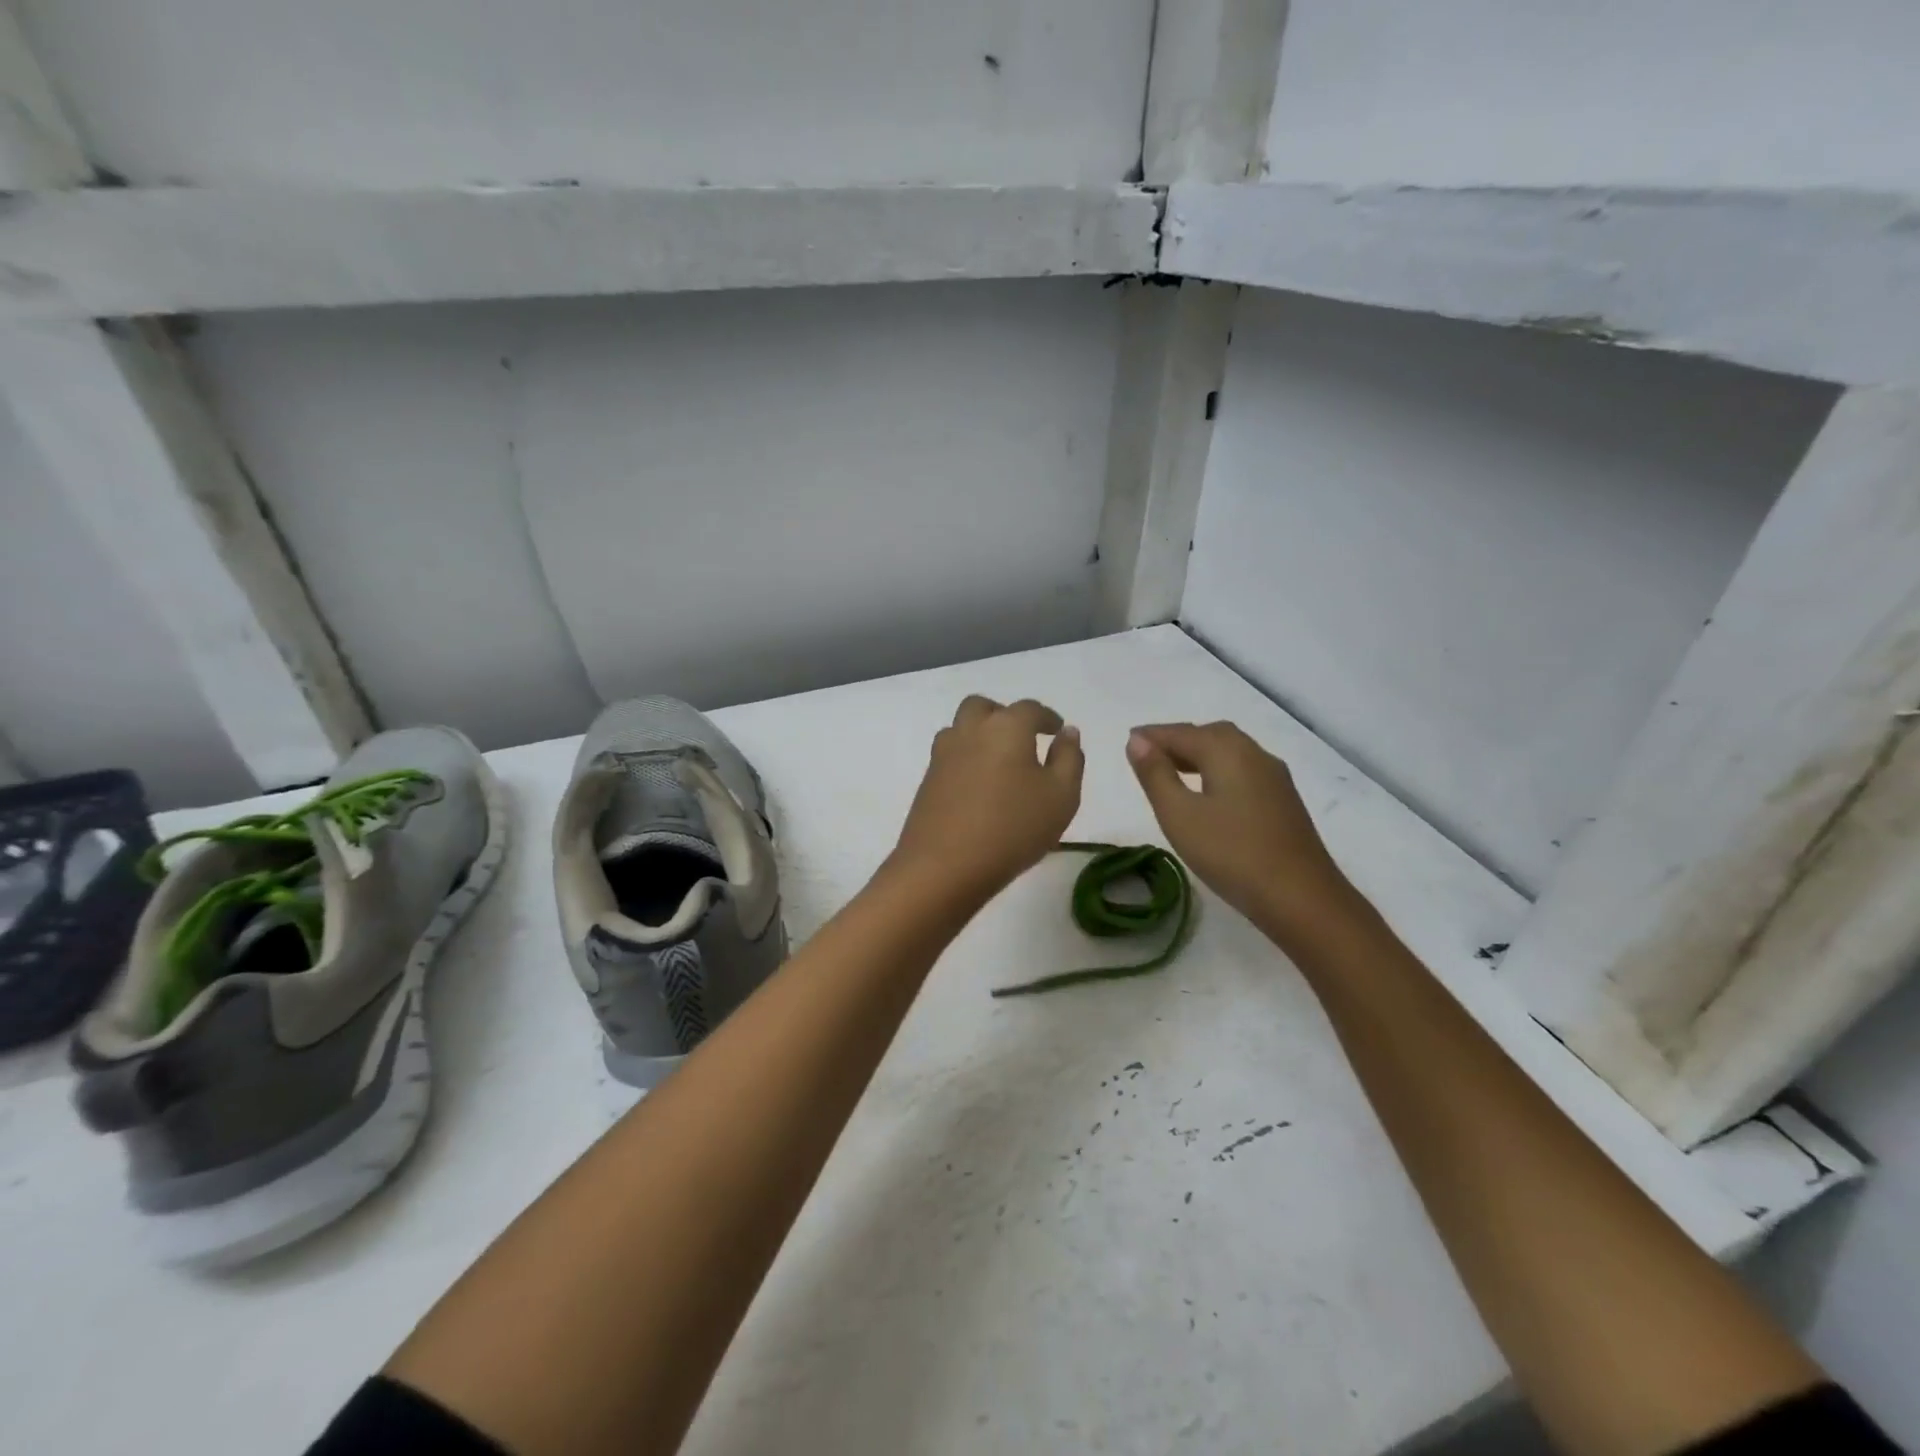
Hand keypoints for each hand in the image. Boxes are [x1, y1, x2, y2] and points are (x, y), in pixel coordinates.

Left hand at [890, 696, 1083, 902]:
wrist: (944, 866)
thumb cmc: (1013, 828)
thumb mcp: (1061, 796)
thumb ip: (1069, 759)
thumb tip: (1067, 733)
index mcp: (1006, 727)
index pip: (1030, 709)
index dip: (1046, 717)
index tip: (1057, 730)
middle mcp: (970, 731)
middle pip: (984, 707)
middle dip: (1004, 715)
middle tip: (1022, 738)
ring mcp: (943, 755)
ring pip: (960, 728)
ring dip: (979, 734)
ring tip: (999, 762)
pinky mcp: (927, 781)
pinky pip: (950, 756)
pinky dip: (966, 759)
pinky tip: (979, 786)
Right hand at [1126, 722, 1361, 944]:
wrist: (1302, 898)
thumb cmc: (1231, 853)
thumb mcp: (1179, 815)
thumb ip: (1156, 774)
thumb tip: (1137, 740)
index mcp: (1227, 751)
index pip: (1181, 733)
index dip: (1152, 735)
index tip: (1129, 740)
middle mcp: (1254, 754)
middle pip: (1210, 735)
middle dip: (1178, 740)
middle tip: (1149, 756)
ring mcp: (1274, 778)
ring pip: (1231, 752)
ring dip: (1199, 755)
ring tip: (1173, 773)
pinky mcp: (1283, 801)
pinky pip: (1243, 770)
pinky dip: (1218, 770)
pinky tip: (1209, 794)